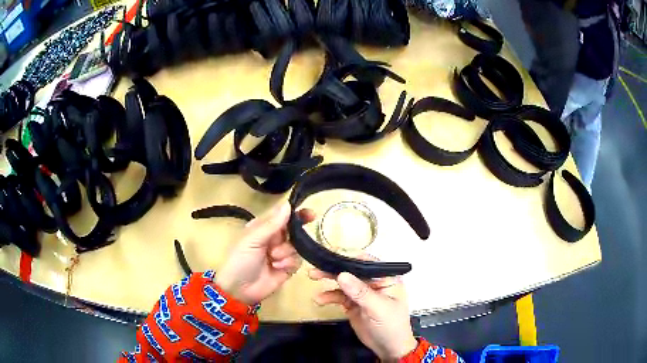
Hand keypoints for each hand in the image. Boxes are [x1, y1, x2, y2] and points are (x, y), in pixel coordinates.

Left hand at [215, 201, 314, 304]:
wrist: (239, 290)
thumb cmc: (241, 260)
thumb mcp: (253, 239)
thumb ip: (272, 224)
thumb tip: (288, 204)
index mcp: (263, 228)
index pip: (282, 216)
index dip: (296, 213)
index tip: (310, 214)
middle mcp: (274, 239)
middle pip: (293, 231)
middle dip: (296, 234)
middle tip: (302, 237)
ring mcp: (281, 254)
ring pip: (296, 246)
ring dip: (286, 251)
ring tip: (274, 259)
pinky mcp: (287, 268)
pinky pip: (297, 261)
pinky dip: (289, 263)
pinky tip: (278, 267)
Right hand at [309, 256, 417, 361]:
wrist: (388, 348)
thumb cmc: (391, 325)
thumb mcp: (378, 308)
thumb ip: (360, 292)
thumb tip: (341, 274)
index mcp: (386, 278)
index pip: (367, 262)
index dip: (349, 258)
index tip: (330, 255)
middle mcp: (373, 282)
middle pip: (352, 271)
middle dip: (334, 268)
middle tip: (316, 266)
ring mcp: (362, 293)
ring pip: (343, 282)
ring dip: (328, 281)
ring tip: (313, 277)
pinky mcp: (352, 304)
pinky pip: (339, 296)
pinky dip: (329, 296)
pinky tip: (319, 299)